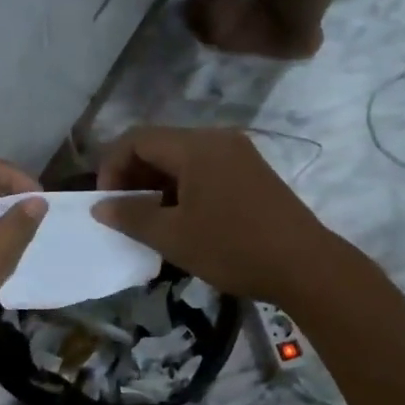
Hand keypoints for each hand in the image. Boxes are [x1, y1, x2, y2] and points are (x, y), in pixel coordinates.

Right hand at [92, 126, 330, 302]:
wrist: (304, 265)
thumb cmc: (232, 248)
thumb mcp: (173, 236)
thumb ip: (131, 216)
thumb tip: (100, 206)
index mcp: (195, 146)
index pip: (137, 139)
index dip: (112, 166)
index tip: (106, 202)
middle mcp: (217, 140)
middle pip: (160, 145)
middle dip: (133, 176)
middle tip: (123, 213)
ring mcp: (239, 155)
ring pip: (183, 160)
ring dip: (158, 185)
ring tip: (149, 221)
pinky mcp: (252, 174)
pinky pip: (205, 170)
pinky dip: (183, 188)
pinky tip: (181, 220)